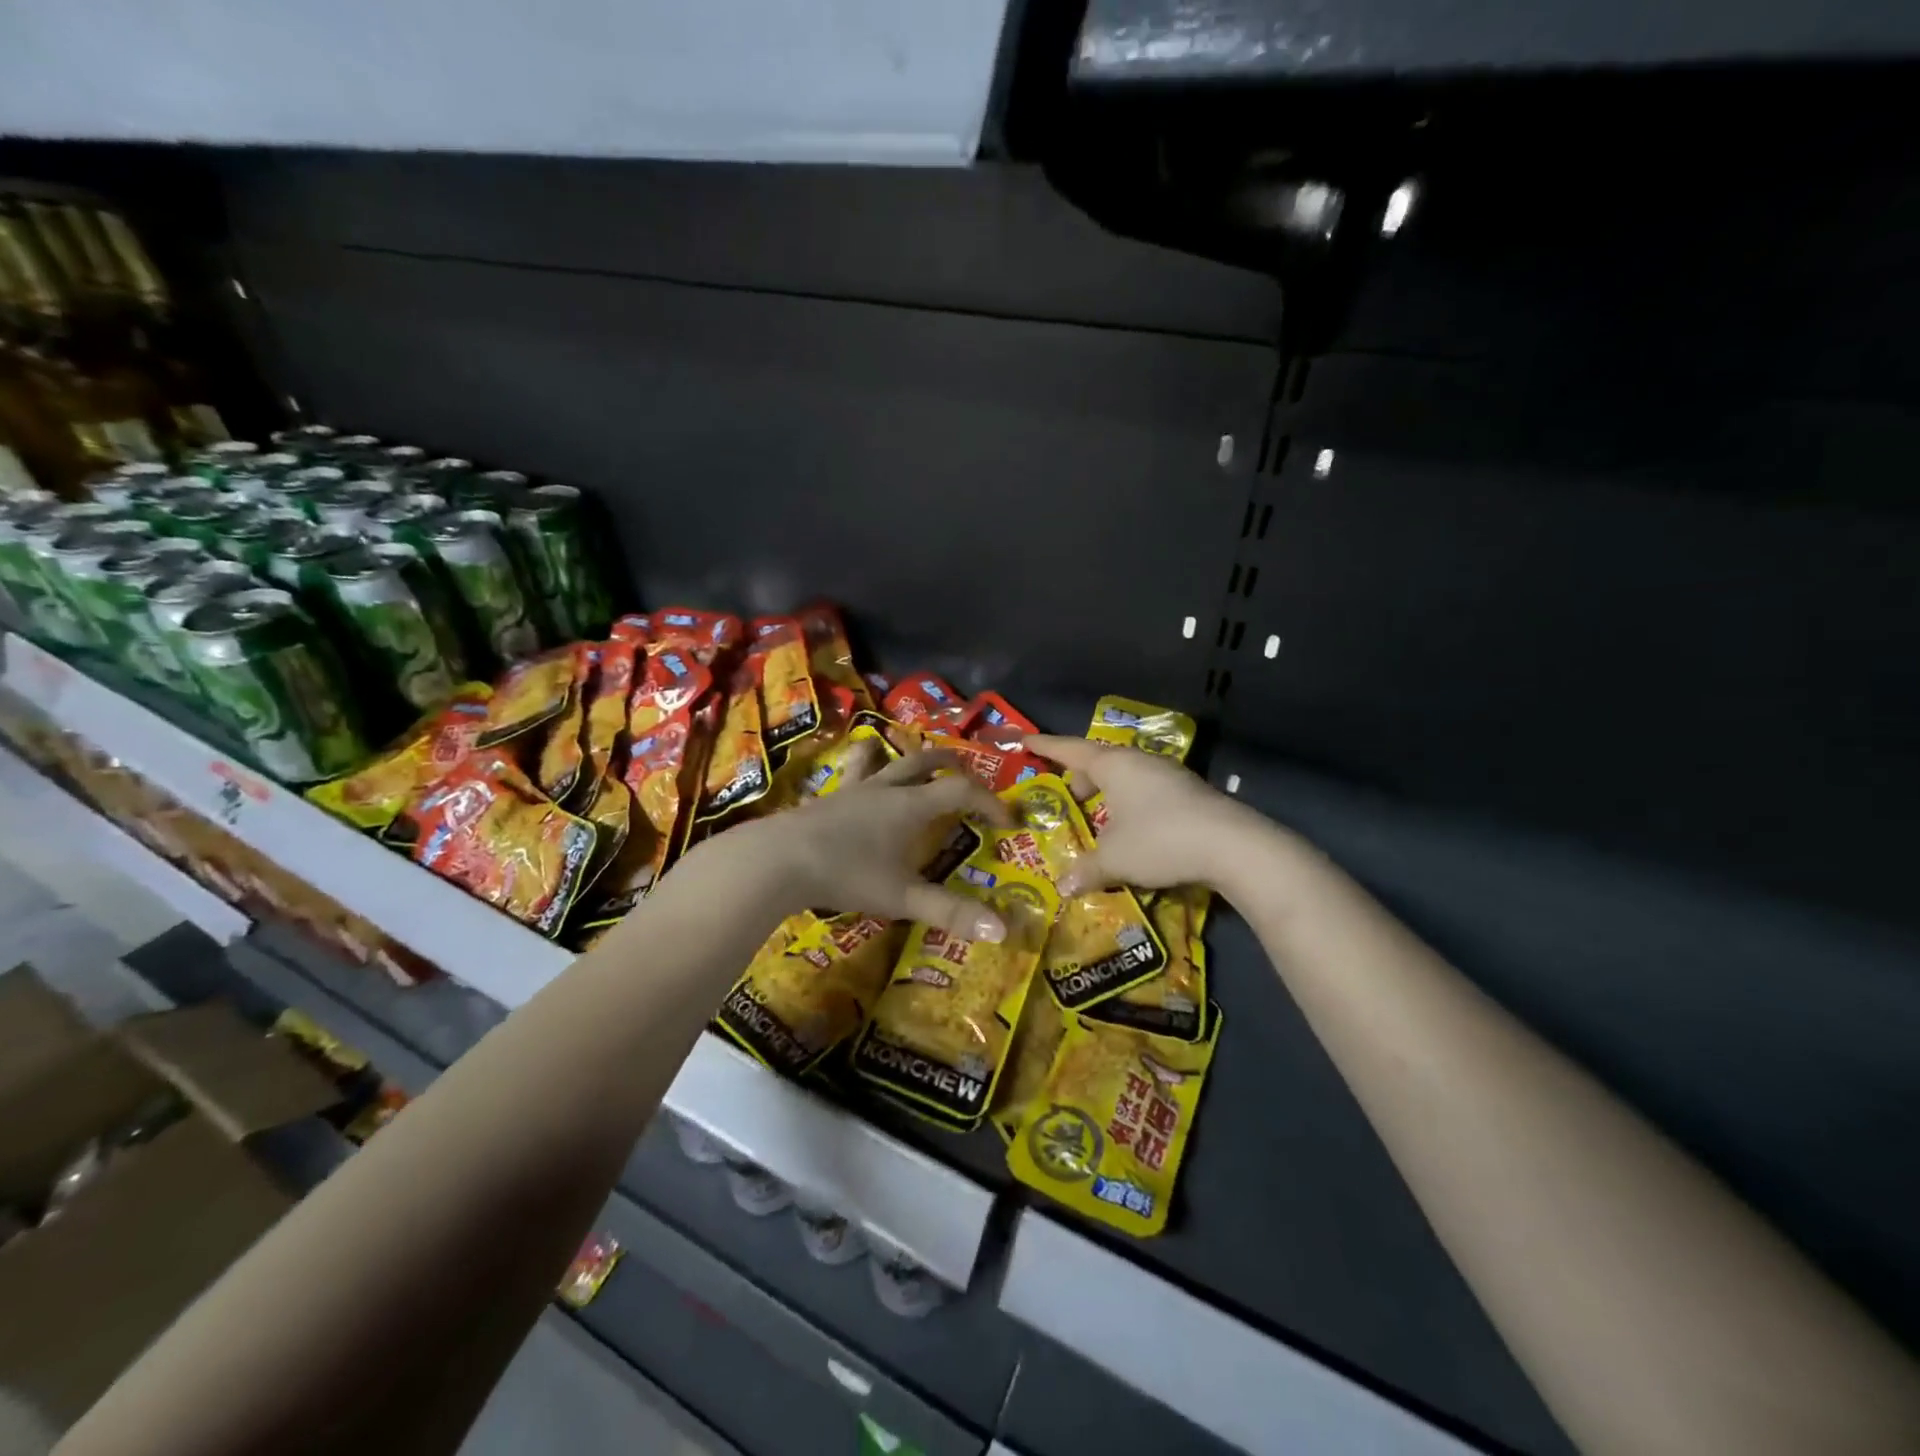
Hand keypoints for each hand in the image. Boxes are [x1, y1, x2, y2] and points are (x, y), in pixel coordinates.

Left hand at [756, 746, 1014, 939]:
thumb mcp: (902, 897)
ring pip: (885, 761)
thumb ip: (949, 912)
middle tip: (967, 776)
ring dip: (905, 758)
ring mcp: (852, 791)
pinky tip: (857, 783)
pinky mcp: (826, 799)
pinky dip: (864, 771)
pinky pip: (853, 776)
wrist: (777, 860)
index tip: (1008, 821)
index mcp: (911, 806)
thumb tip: (1001, 930)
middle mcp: (885, 789)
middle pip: (924, 762)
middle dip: (951, 765)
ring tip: (915, 763)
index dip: (990, 801)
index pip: (962, 790)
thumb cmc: (846, 874)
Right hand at [1026, 734, 1249, 893]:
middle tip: (1067, 796)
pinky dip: (1130, 804)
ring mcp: (1169, 775)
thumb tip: (1063, 887)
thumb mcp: (1115, 859)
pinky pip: (1146, 791)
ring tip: (1099, 818)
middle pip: (1100, 762)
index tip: (1025, 741)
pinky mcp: (1189, 793)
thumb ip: (1086, 870)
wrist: (1233, 846)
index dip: (1045, 747)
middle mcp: (1140, 762)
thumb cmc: (1160, 840)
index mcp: (1114, 765)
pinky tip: (1132, 830)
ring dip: (1108, 793)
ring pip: (1126, 777)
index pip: (1070, 750)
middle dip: (1080, 777)